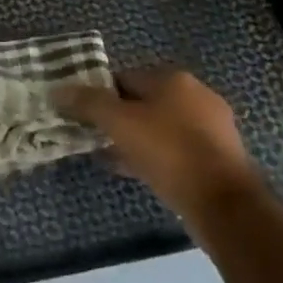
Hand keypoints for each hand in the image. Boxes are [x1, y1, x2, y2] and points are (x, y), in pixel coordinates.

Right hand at [56, 69, 259, 222]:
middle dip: (119, 119)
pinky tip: (139, 174)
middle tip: (96, 138)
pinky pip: (178, 151)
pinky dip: (157, 158)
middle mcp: (197, 96)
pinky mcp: (220, 159)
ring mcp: (213, 128)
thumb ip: (88, 104)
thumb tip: (57, 90)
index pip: (126, 77)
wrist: (225, 205)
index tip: (84, 116)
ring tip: (112, 158)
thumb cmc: (169, 152)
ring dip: (137, 140)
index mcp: (174, 78)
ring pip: (161, 128)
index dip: (101, 94)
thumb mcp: (119, 123)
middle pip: (145, 102)